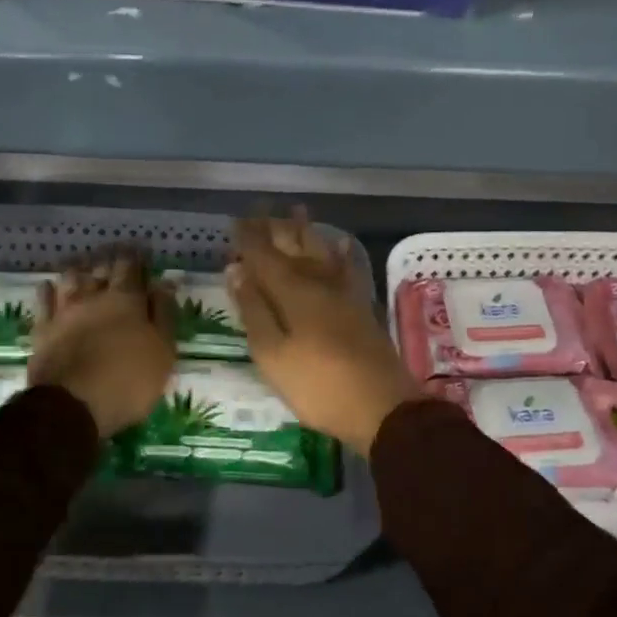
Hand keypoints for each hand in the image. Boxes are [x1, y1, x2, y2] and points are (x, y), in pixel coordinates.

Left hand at [27, 255, 175, 437]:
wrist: (73, 405)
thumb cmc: (129, 380)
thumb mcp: (163, 351)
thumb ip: (164, 314)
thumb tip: (164, 283)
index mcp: (127, 300)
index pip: (131, 267)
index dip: (135, 258)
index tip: (139, 254)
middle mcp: (94, 296)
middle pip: (100, 269)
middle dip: (108, 261)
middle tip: (113, 258)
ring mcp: (64, 311)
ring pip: (70, 279)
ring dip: (78, 271)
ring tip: (83, 268)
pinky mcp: (43, 329)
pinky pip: (43, 301)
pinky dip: (47, 291)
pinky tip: (49, 286)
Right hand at [228, 212, 421, 452]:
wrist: (381, 407)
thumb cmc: (317, 385)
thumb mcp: (272, 354)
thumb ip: (253, 310)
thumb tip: (236, 270)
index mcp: (292, 292)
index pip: (264, 256)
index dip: (248, 239)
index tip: (235, 220)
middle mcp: (318, 283)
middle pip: (293, 248)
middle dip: (275, 229)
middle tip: (261, 209)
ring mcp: (344, 294)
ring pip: (321, 253)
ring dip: (307, 232)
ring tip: (296, 210)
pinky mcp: (362, 307)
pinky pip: (349, 270)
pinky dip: (343, 255)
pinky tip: (341, 244)